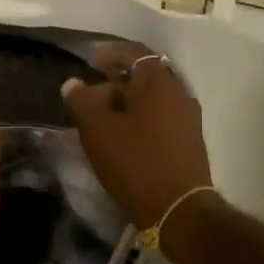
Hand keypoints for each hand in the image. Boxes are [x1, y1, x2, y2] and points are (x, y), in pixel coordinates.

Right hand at [61, 42, 213, 228]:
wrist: (179, 211)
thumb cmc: (136, 163)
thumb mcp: (98, 131)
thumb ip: (82, 102)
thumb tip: (74, 83)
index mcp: (159, 83)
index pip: (134, 53)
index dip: (110, 53)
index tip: (90, 60)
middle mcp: (179, 94)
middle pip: (143, 77)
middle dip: (114, 83)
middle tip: (89, 99)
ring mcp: (188, 119)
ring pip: (151, 101)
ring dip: (126, 104)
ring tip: (101, 122)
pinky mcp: (189, 142)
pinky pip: (160, 119)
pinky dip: (139, 120)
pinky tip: (122, 139)